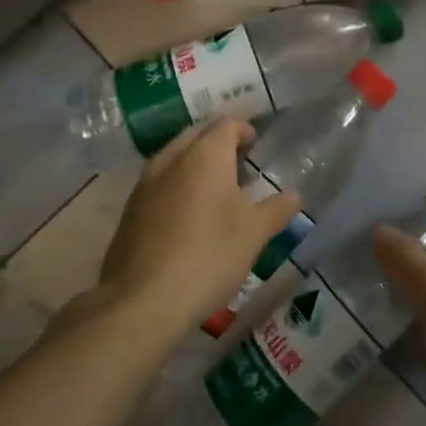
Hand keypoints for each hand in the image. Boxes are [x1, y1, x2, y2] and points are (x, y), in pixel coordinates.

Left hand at [98, 119, 302, 342]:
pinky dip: (178, 186)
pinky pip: (160, 182)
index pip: (228, 124)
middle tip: (241, 166)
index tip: (258, 150)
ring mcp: (145, 183)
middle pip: (198, 135)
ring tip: (218, 192)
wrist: (142, 301)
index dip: (246, 131)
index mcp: (205, 154)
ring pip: (176, 157)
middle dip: (220, 143)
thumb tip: (294, 195)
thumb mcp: (254, 234)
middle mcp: (172, 158)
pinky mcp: (130, 210)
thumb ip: (277, 209)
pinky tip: (190, 217)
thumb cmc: (208, 256)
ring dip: (197, 164)